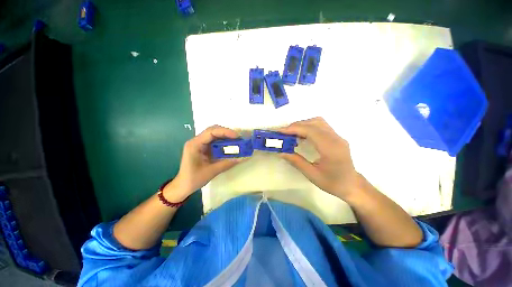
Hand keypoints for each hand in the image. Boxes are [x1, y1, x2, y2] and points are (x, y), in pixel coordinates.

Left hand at [165, 125, 243, 200]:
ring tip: (236, 141)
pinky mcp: (202, 148)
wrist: (183, 186)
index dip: (225, 132)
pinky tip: (230, 145)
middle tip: (238, 138)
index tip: (237, 136)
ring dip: (225, 137)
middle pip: (213, 130)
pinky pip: (214, 141)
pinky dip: (223, 142)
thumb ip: (227, 163)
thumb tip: (242, 158)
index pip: (211, 132)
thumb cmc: (194, 179)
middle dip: (226, 133)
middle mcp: (196, 141)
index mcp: (195, 144)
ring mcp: (199, 144)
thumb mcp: (212, 171)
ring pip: (214, 135)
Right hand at [279, 117, 362, 200]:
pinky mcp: (336, 137)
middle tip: (283, 133)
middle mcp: (336, 138)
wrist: (351, 185)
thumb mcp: (312, 175)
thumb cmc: (333, 183)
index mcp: (331, 149)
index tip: (280, 132)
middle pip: (314, 123)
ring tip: (291, 133)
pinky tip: (301, 135)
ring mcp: (337, 136)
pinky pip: (320, 126)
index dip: (294, 129)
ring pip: (318, 122)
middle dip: (296, 126)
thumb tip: (281, 152)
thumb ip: (296, 161)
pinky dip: (308, 127)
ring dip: (302, 125)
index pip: (311, 131)